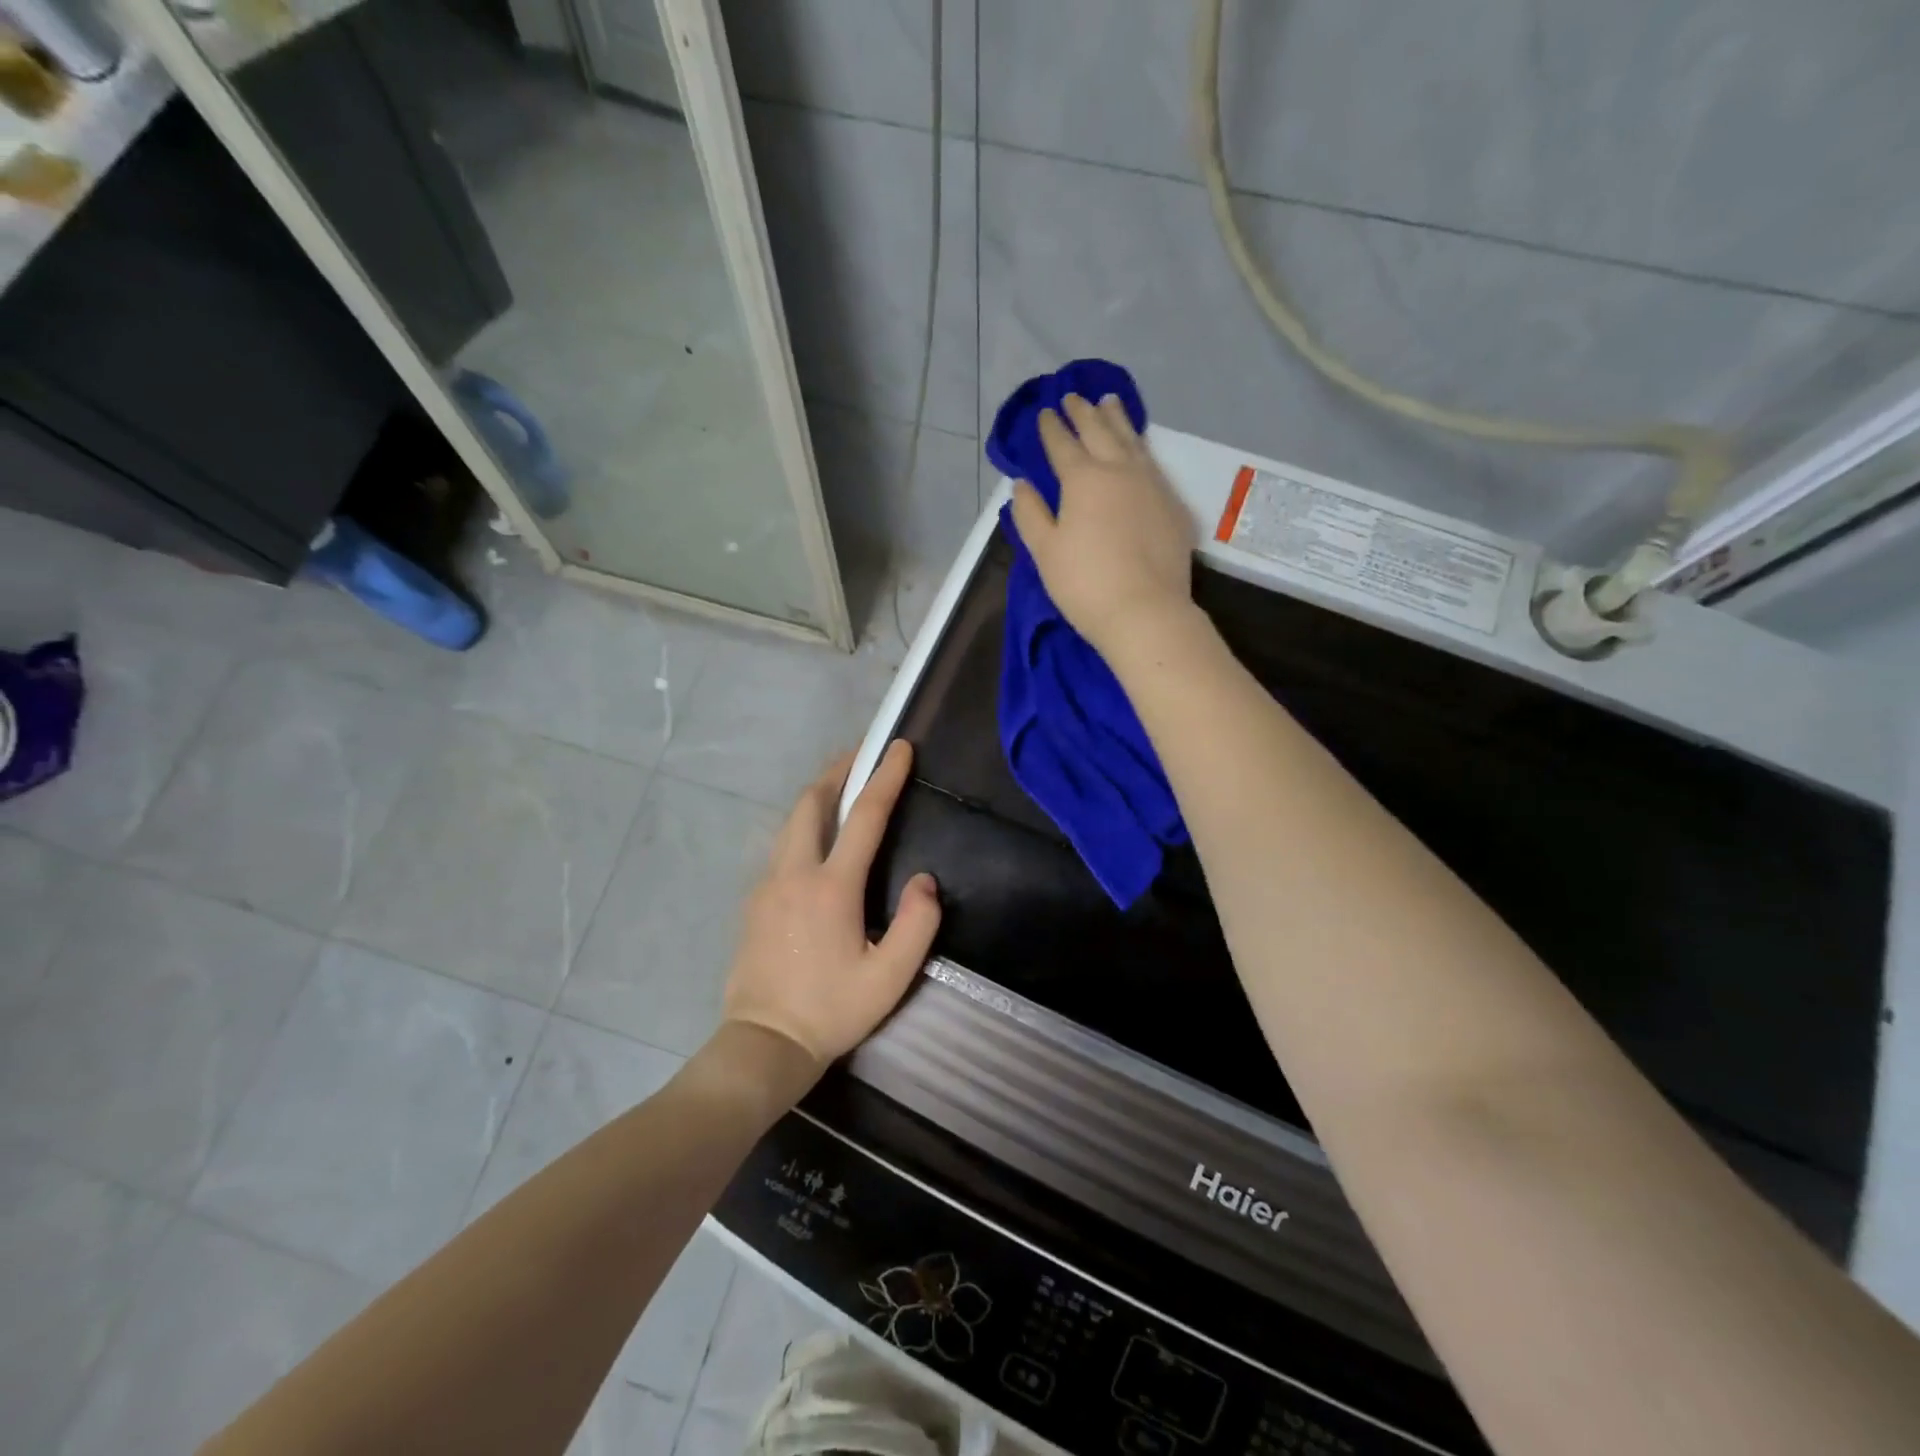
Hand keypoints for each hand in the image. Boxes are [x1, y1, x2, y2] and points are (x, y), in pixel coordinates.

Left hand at [721, 739, 939, 1077]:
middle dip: (838, 771)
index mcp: (831, 887)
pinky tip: (816, 838)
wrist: (764, 1043)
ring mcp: (767, 884)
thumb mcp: (890, 977)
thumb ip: (917, 924)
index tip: (900, 747)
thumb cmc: (832, 1010)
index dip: (885, 777)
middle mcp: (794, 873)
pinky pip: (781, 845)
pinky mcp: (754, 901)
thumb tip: (925, 880)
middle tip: (863, 757)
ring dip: (817, 796)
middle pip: (812, 803)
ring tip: (841, 787)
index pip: (863, 817)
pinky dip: (803, 825)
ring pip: (791, 822)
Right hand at [1009, 392, 1196, 654]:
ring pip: (1132, 440)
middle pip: (1099, 432)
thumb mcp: (1045, 552)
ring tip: (1109, 401)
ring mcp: (1152, 484)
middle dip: (1083, 413)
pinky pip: (1153, 463)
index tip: (1044, 412)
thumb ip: (1031, 514)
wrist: (1145, 611)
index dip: (1051, 428)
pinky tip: (1138, 448)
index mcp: (1083, 480)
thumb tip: (1021, 485)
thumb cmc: (1085, 584)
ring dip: (1117, 419)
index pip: (1062, 445)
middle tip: (1074, 397)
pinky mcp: (1173, 504)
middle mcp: (1119, 471)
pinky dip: (1140, 446)